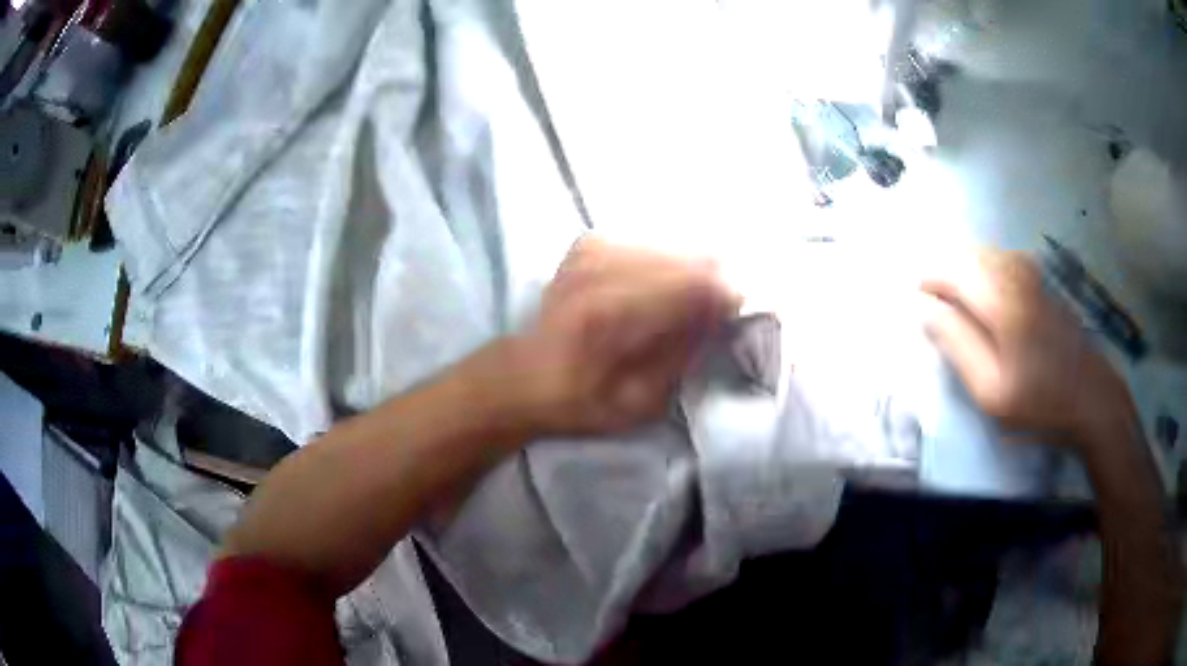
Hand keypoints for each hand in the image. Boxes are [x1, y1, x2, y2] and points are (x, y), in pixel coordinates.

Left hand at [506, 236, 738, 435]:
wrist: (522, 376)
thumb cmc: (581, 402)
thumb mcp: (640, 401)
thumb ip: (682, 352)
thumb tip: (719, 311)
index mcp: (612, 317)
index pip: (693, 286)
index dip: (725, 295)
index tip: (736, 311)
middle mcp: (600, 271)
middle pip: (686, 257)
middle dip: (712, 279)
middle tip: (718, 306)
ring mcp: (591, 251)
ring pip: (669, 244)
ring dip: (688, 268)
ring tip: (687, 298)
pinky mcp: (586, 244)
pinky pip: (645, 242)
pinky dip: (661, 261)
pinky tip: (655, 284)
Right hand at [921, 250, 1131, 445]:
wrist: (1092, 398)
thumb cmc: (1041, 404)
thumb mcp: (992, 391)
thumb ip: (957, 345)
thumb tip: (926, 310)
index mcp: (1001, 301)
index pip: (952, 271)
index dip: (929, 281)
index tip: (917, 302)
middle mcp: (1015, 274)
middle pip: (966, 255)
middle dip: (944, 273)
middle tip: (935, 306)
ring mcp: (1031, 272)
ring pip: (984, 254)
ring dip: (964, 271)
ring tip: (957, 303)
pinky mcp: (1041, 279)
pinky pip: (1001, 259)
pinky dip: (984, 270)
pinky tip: (986, 296)